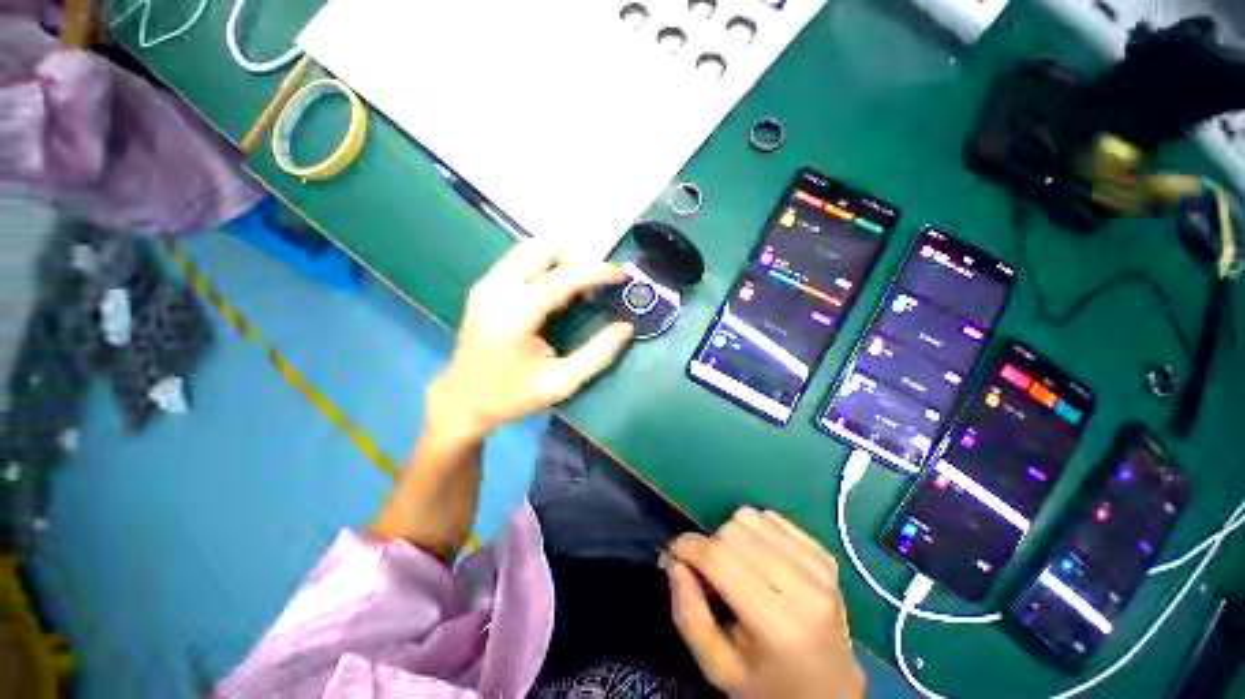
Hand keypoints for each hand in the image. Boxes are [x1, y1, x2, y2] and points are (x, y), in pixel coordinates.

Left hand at [429, 242, 633, 441]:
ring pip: (529, 249)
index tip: (623, 274)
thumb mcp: (561, 383)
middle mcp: (497, 290)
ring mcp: (486, 285)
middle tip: (597, 284)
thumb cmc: (512, 396)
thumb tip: (626, 327)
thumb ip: (598, 354)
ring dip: (560, 260)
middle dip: (578, 260)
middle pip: (544, 249)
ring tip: (578, 287)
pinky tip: (554, 289)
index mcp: (516, 315)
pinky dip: (543, 266)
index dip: (598, 271)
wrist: (462, 401)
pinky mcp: (483, 287)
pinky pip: (518, 260)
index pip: (564, 277)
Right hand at [667, 507, 863, 698]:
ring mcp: (819, 567)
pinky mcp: (825, 554)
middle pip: (734, 531)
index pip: (720, 559)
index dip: (688, 548)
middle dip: (711, 545)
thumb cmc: (767, 685)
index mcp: (779, 624)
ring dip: (733, 534)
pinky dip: (756, 531)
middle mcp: (805, 587)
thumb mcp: (718, 669)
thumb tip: (675, 562)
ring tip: (738, 565)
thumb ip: (688, 616)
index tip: (676, 554)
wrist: (829, 693)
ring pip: (752, 517)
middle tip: (711, 571)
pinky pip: (772, 517)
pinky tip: (760, 559)